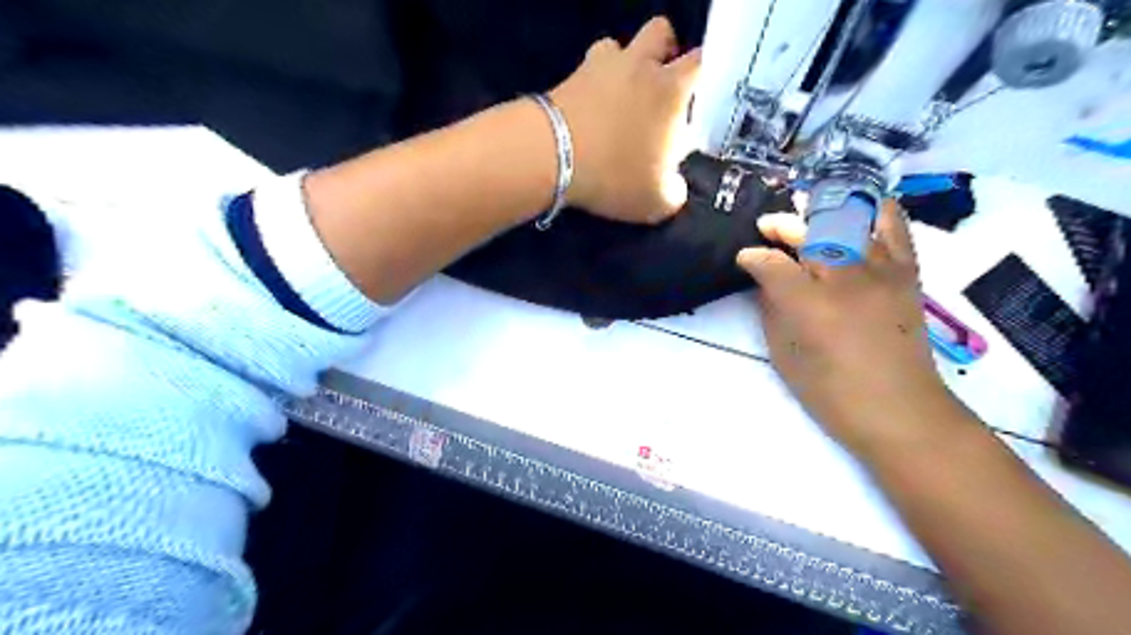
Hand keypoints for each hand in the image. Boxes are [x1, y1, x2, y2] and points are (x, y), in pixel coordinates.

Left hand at [553, 16, 702, 224]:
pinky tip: (591, 109)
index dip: (704, 78)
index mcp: (671, 89)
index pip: (702, 62)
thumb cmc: (615, 175)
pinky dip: (593, 83)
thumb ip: (674, 191)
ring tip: (620, 99)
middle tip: (661, 90)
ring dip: (625, 66)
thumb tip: (673, 184)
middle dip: (666, 54)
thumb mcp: (656, 201)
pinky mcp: (569, 76)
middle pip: (661, 32)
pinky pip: (588, 68)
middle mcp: (639, 65)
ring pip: (619, 46)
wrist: (552, 157)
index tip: (697, 102)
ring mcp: (601, 66)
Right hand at [740, 200, 967, 453]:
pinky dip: (874, 211)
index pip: (773, 264)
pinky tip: (856, 208)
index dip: (753, 256)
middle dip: (783, 226)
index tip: (744, 258)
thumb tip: (766, 283)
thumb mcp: (785, 357)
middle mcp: (847, 280)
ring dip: (819, 214)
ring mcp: (881, 271)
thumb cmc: (833, 393)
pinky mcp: (907, 273)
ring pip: (847, 222)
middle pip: (810, 233)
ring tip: (805, 215)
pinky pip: (894, 226)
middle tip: (767, 228)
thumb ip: (772, 312)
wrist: (902, 412)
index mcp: (811, 307)